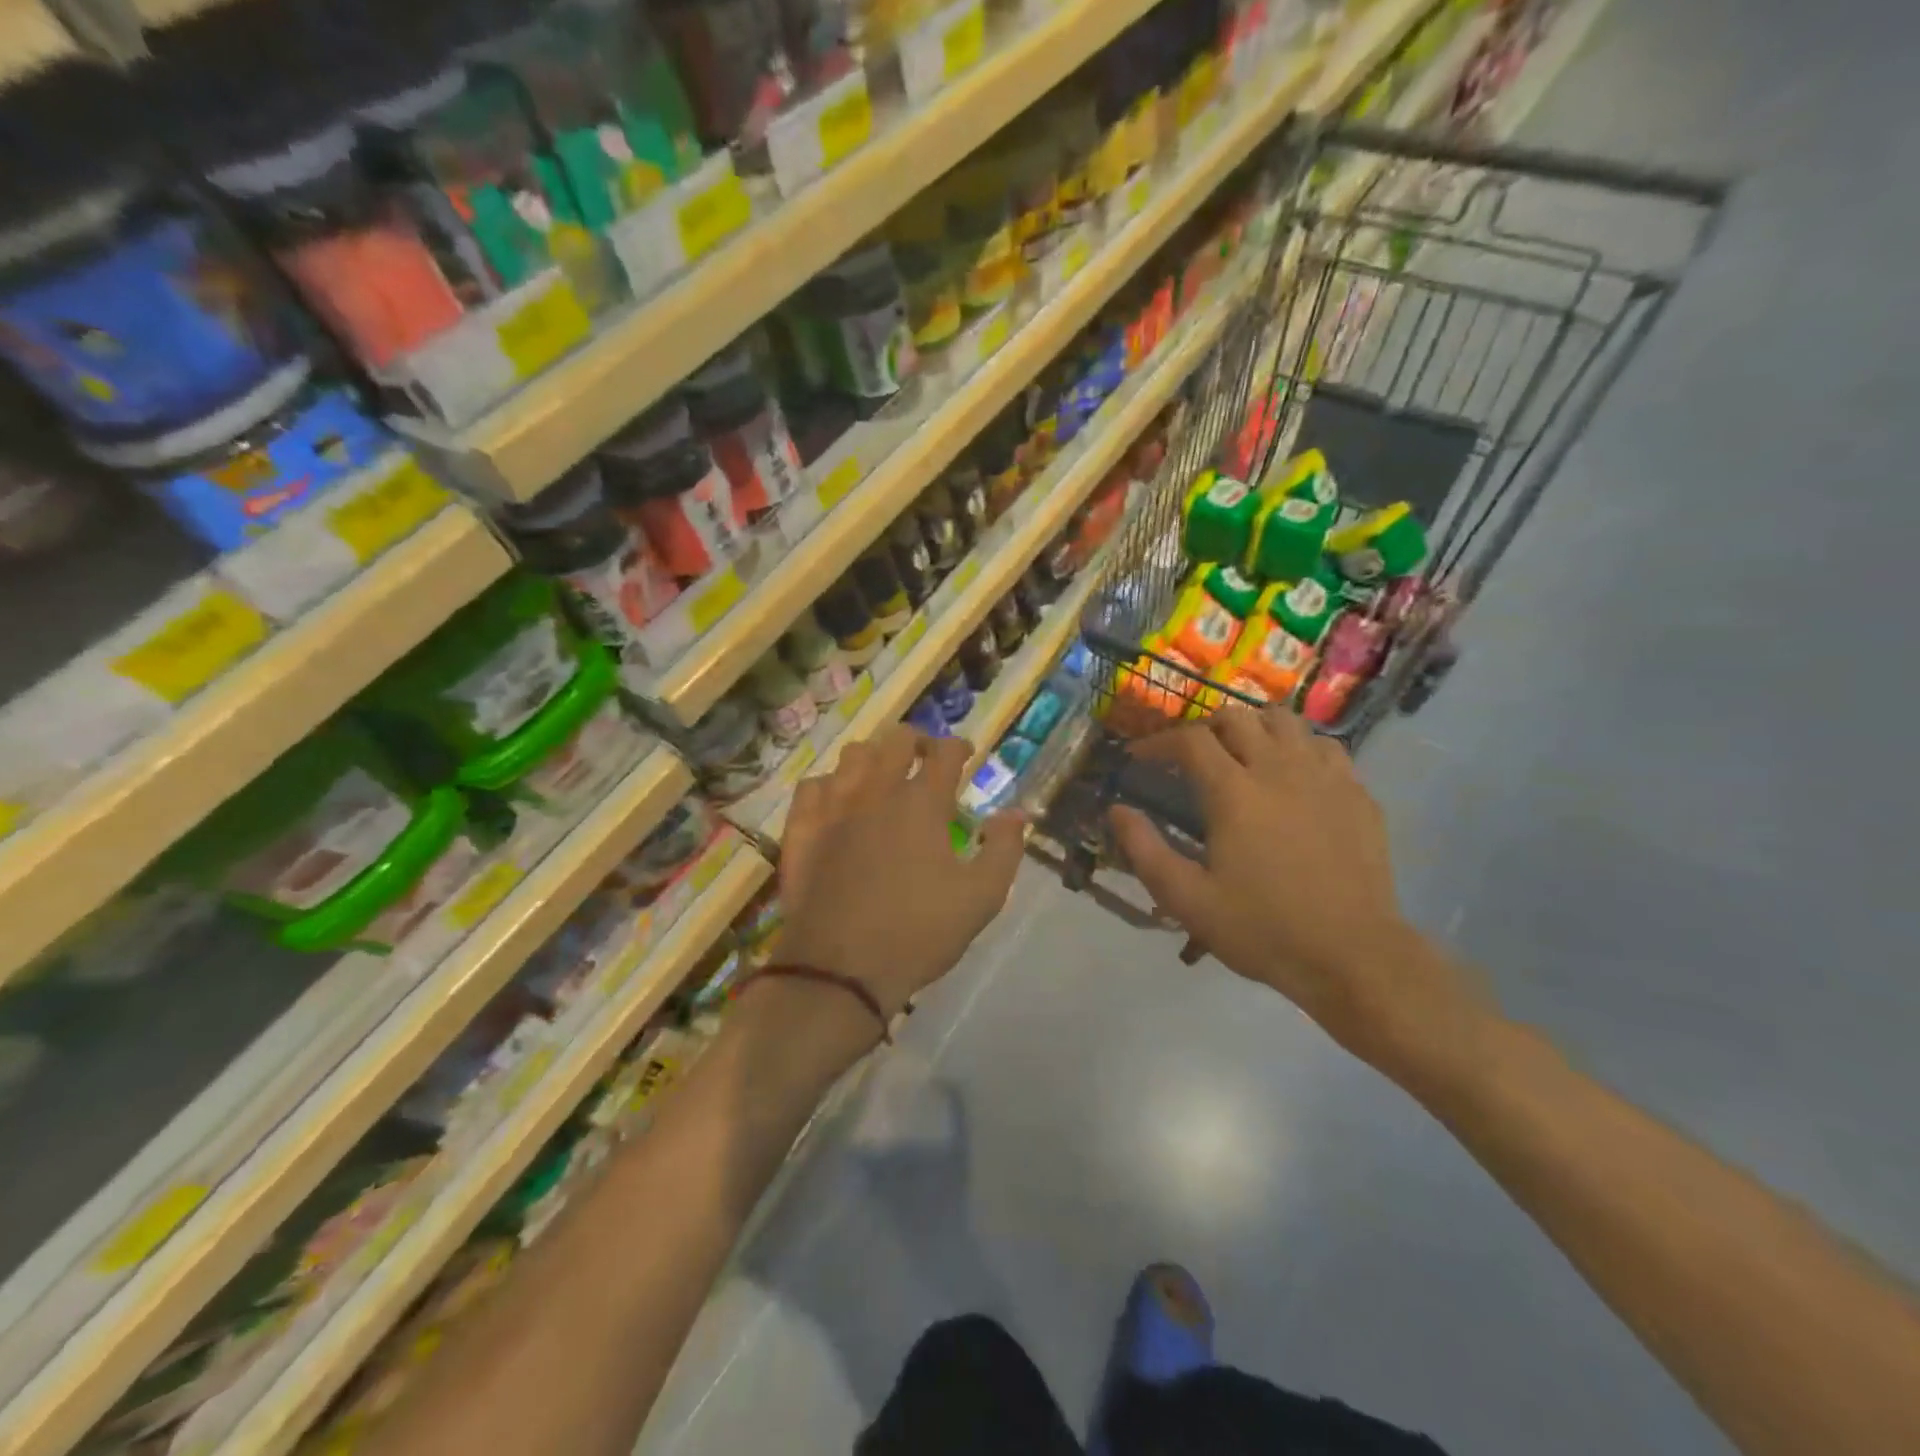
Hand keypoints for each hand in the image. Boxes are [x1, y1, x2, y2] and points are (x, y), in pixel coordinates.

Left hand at [776, 726, 1026, 1020]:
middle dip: (916, 742)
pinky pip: (812, 787)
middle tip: (925, 761)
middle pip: (896, 741)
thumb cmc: (918, 932)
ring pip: (852, 757)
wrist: (840, 970)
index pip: (944, 752)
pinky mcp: (802, 830)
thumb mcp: (981, 898)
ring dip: (874, 758)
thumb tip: (1016, 813)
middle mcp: (876, 792)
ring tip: (883, 776)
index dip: (959, 747)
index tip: (966, 755)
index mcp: (922, 803)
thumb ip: (1005, 849)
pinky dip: (830, 786)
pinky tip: (837, 802)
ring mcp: (833, 808)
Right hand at [1108, 707, 1482, 1066]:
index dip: (1158, 742)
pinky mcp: (1358, 793)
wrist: (1352, 957)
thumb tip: (1116, 810)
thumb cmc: (1262, 928)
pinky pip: (1325, 747)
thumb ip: (1144, 849)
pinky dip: (1299, 748)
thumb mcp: (1186, 899)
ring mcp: (1325, 777)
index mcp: (1234, 791)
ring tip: (1242, 754)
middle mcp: (1279, 769)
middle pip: (1237, 717)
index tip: (1140, 758)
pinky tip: (1292, 775)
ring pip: (1285, 721)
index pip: (1190, 740)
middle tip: (1190, 756)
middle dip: (1204, 728)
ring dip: (1254, 728)